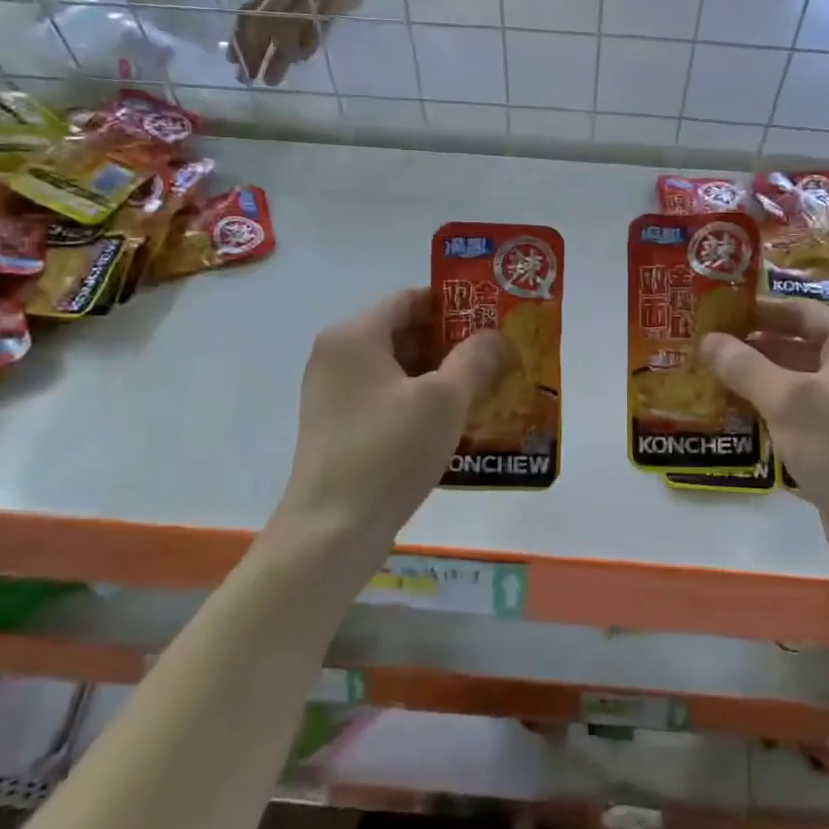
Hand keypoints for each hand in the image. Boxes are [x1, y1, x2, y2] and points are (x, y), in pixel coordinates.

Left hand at [232, 0, 385, 85]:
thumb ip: (289, 2)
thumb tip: (275, 35)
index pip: (250, 12)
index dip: (239, 38)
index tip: (232, 62)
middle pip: (262, 23)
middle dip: (251, 52)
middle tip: (246, 78)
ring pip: (286, 27)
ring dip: (276, 55)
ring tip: (271, 79)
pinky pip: (318, 23)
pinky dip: (307, 43)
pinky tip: (300, 59)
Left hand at [275, 288, 510, 569]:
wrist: (332, 530)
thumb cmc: (389, 451)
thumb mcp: (444, 400)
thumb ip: (474, 359)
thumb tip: (494, 336)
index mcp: (354, 336)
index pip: (409, 298)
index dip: (453, 304)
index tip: (491, 317)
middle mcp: (336, 356)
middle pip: (402, 332)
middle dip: (451, 342)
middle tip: (496, 354)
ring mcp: (333, 394)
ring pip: (396, 369)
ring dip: (439, 374)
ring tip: (485, 387)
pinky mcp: (339, 427)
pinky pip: (385, 398)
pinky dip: (419, 401)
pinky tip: (454, 421)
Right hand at [701, 301, 828, 565]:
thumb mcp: (786, 400)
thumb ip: (744, 365)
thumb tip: (707, 339)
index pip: (801, 311)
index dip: (757, 310)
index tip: (715, 312)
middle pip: (800, 345)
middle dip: (753, 347)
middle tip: (705, 349)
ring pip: (801, 382)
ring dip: (760, 382)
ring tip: (712, 380)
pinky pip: (807, 414)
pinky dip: (776, 411)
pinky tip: (740, 418)